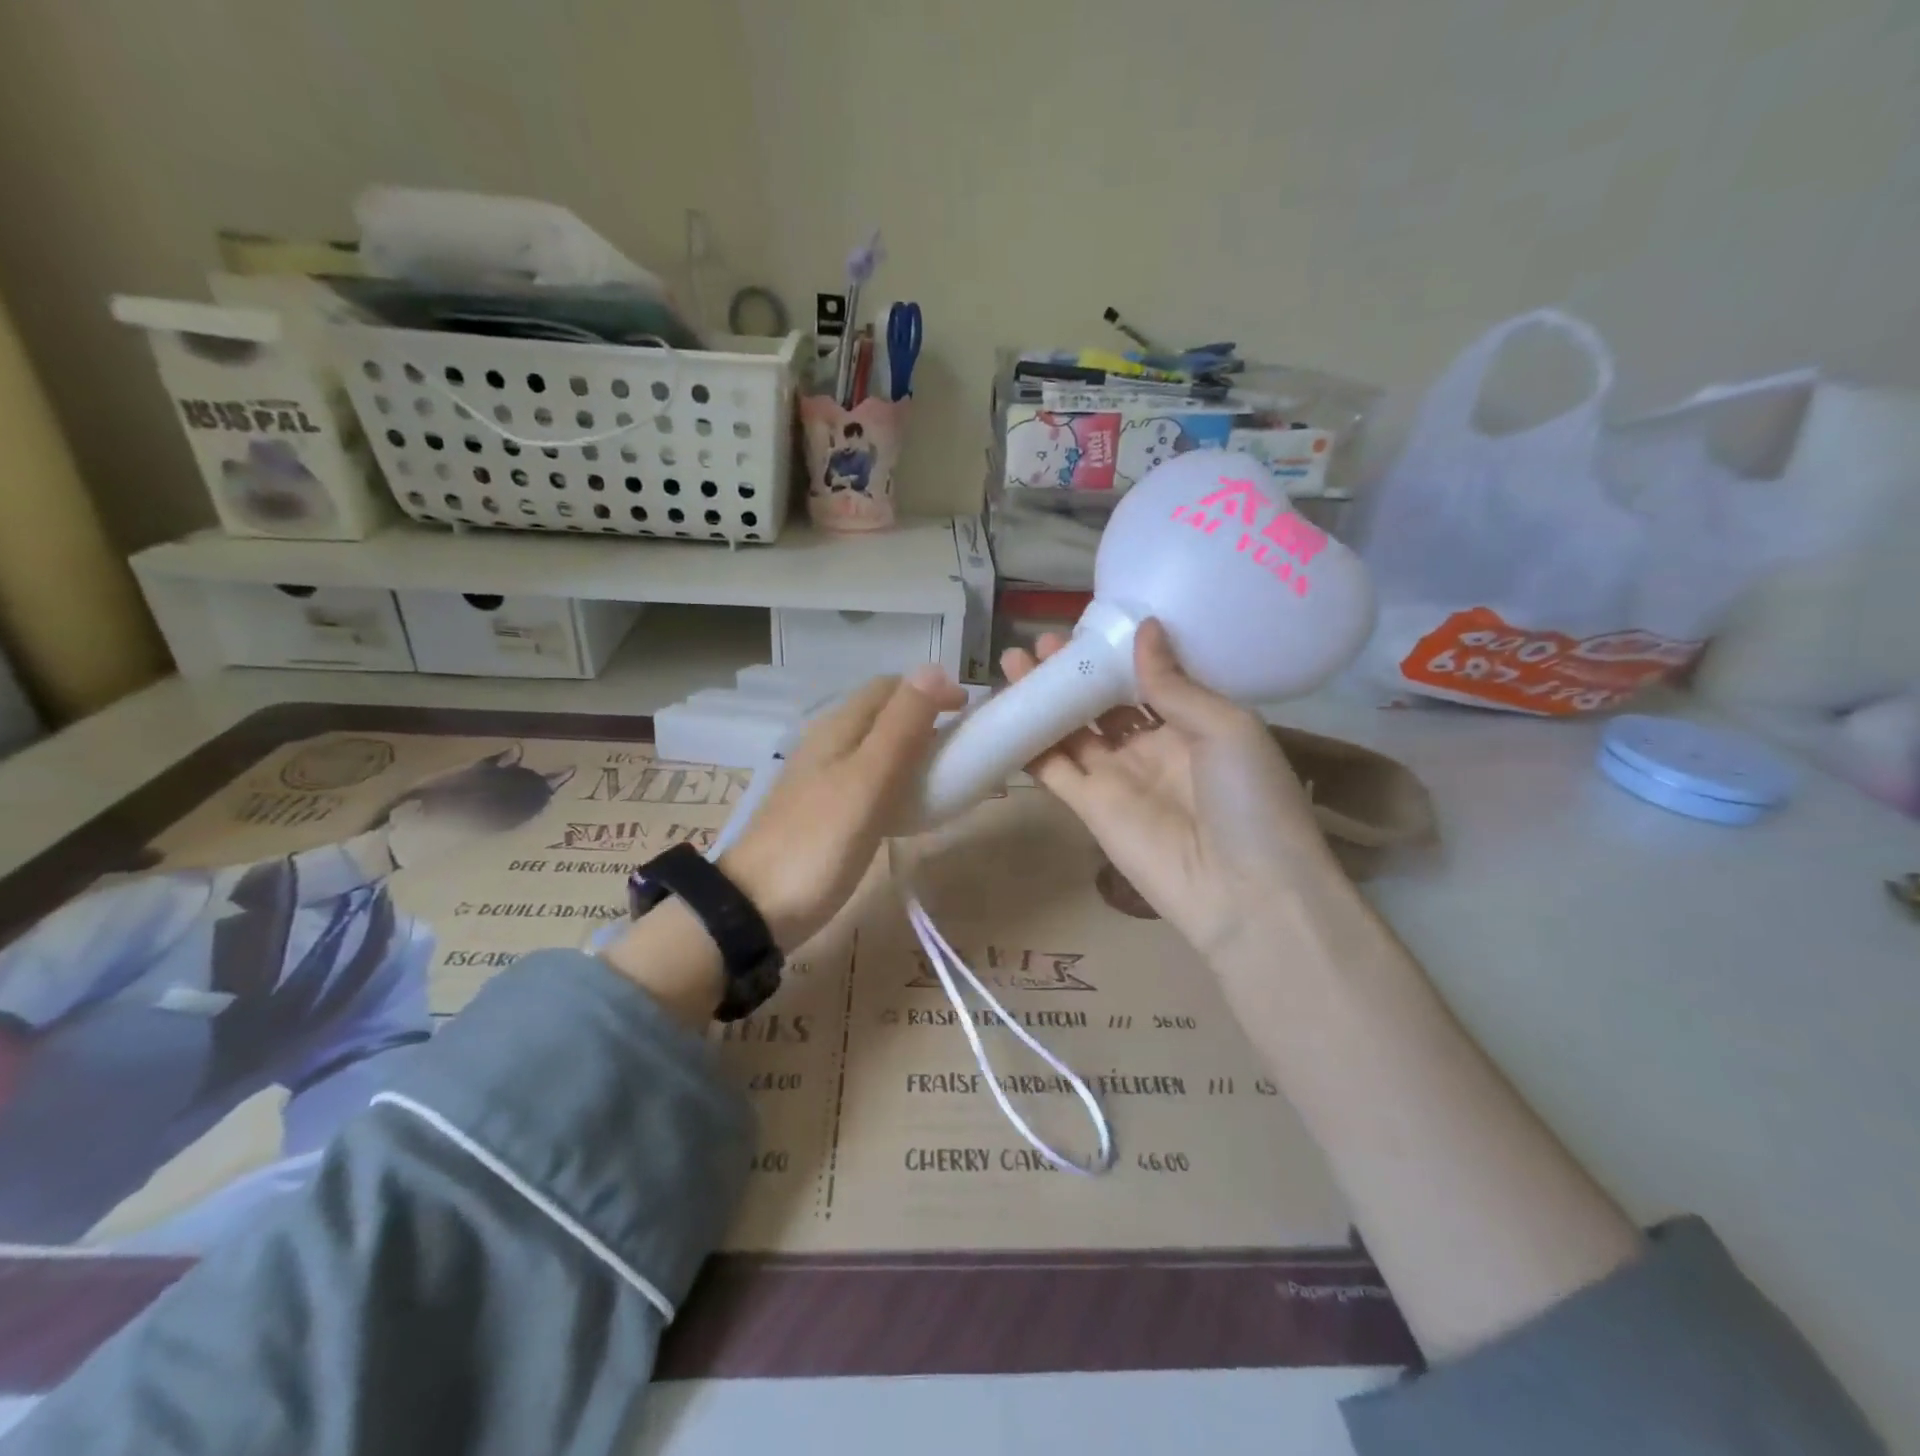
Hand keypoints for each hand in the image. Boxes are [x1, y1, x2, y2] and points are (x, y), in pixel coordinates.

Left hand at [721, 665, 967, 949]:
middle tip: (960, 747)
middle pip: (881, 713)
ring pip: (874, 745)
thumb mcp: (868, 780)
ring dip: (911, 748)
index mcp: (838, 727)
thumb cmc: (819, 842)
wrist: (756, 907)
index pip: (890, 686)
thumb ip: (901, 726)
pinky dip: (894, 779)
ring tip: (941, 775)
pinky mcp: (820, 809)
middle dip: (924, 717)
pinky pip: (865, 778)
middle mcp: (827, 742)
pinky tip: (906, 805)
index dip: (931, 690)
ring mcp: (820, 776)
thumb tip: (934, 668)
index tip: (968, 714)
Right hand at [1002, 619, 1337, 961]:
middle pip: (1102, 703)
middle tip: (1039, 644)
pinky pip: (1053, 769)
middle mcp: (1152, 747)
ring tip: (1014, 663)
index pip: (1145, 679)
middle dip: (1072, 673)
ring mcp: (1118, 778)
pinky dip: (1028, 744)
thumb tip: (1144, 627)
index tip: (1084, 626)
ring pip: (1071, 730)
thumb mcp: (1227, 727)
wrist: (1245, 892)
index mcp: (1194, 723)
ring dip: (1044, 699)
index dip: (1114, 654)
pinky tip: (1006, 712)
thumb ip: (1174, 683)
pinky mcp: (1090, 808)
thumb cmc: (1250, 799)